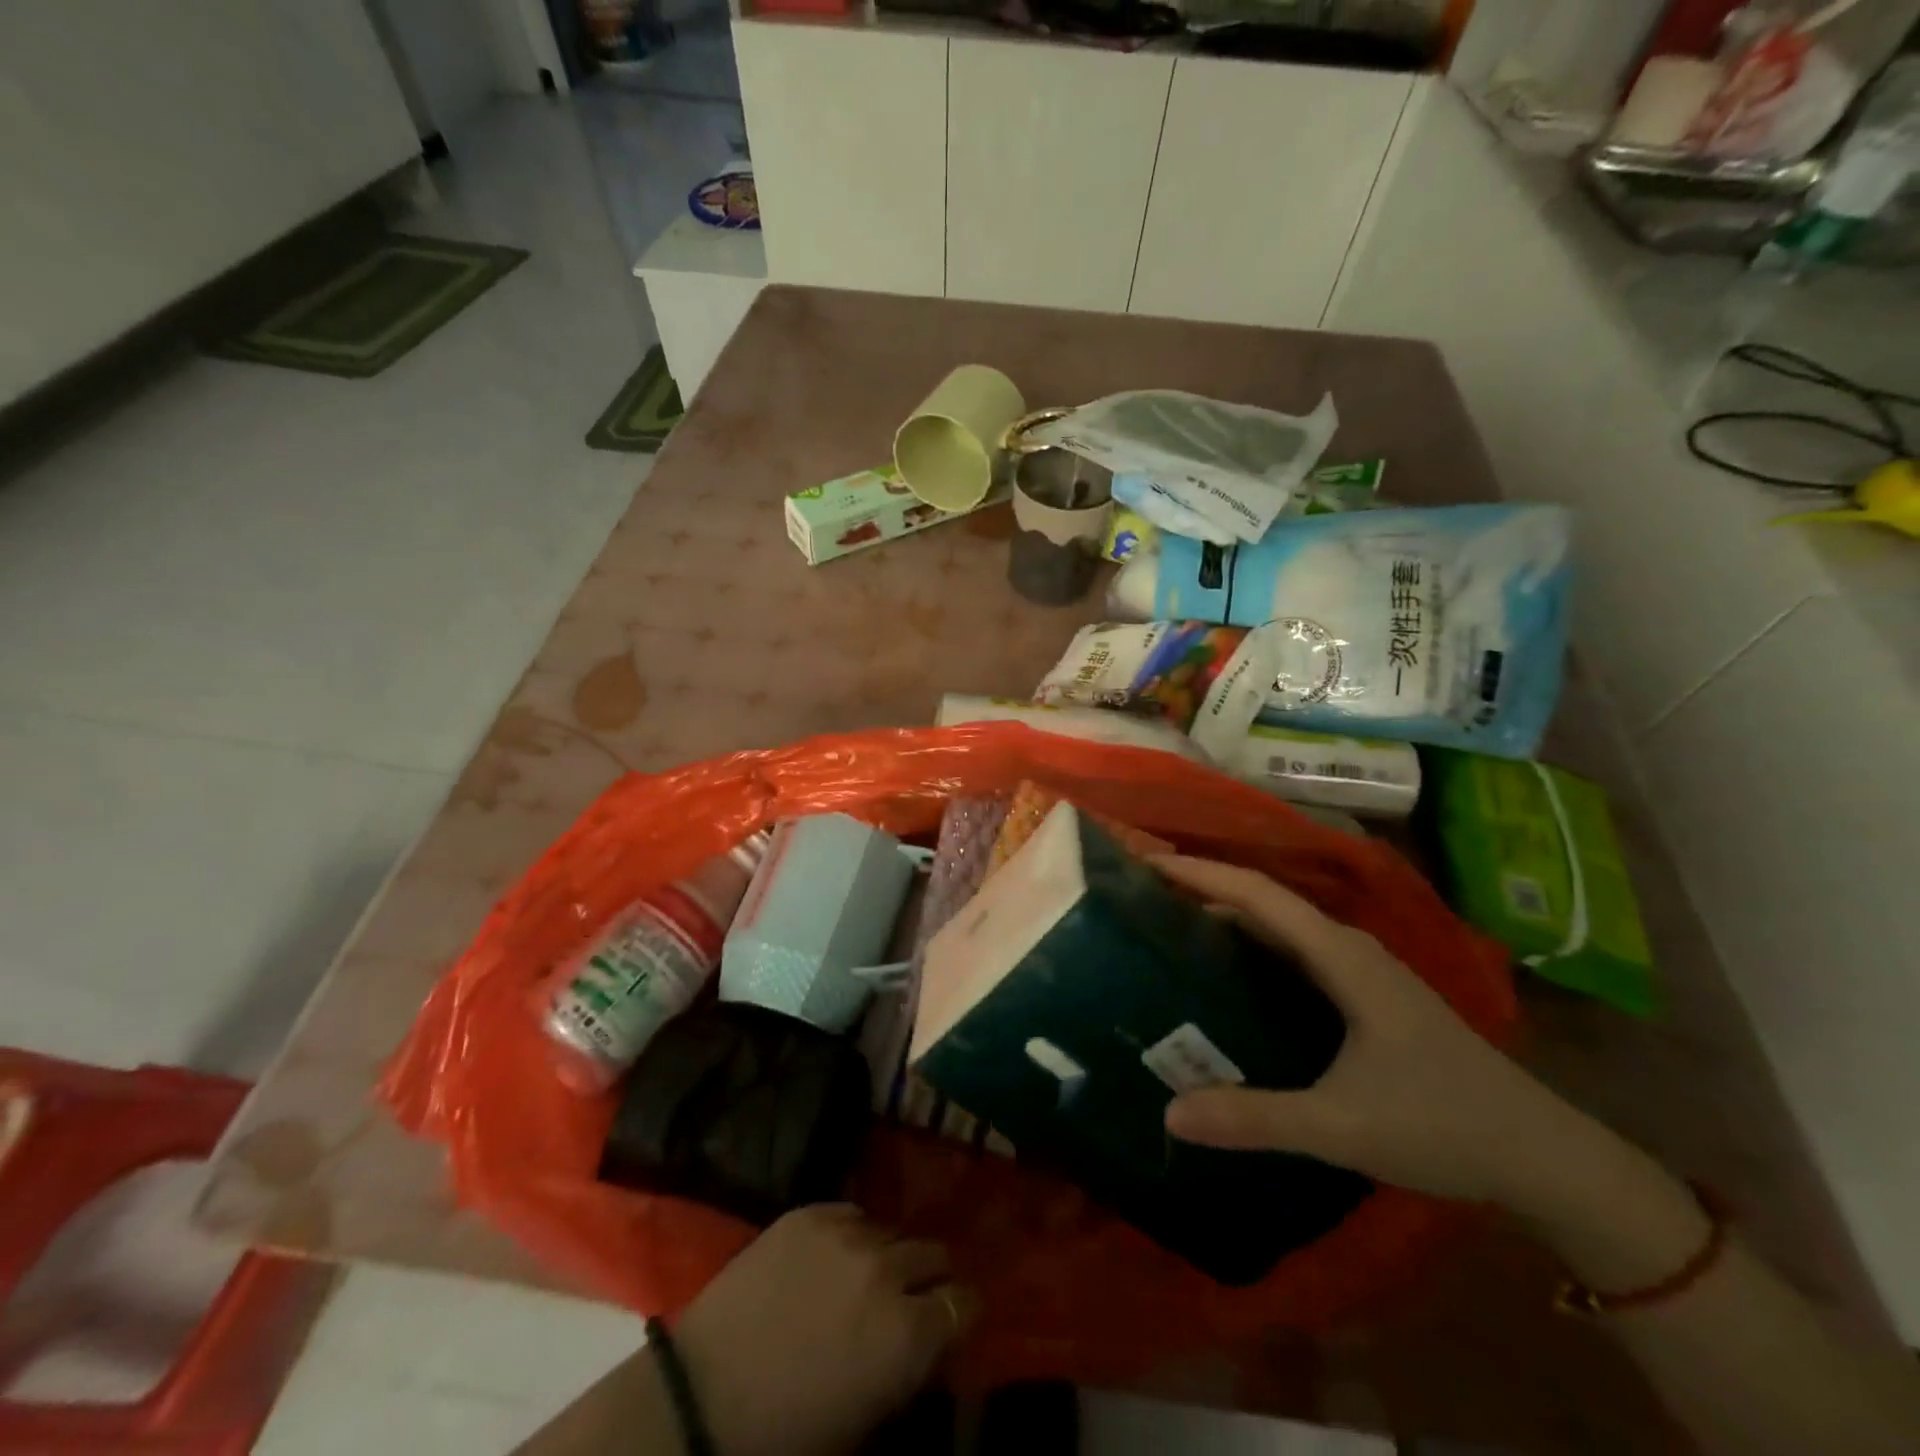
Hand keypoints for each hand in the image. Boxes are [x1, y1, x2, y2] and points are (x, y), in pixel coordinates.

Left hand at [672, 1204, 973, 1455]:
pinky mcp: (809, 1212)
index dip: (961, 1311)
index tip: (952, 1317)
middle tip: (912, 1297)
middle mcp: (886, 1270)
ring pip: (891, 1232)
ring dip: (889, 1255)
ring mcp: (846, 1234)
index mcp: (907, 1333)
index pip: (964, 1303)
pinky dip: (851, 1235)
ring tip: (868, 1276)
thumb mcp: (864, 1420)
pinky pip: (851, 1214)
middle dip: (930, 1277)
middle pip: (933, 1255)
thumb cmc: (785, 1434)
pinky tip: (832, 1258)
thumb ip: (906, 1369)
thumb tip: (927, 1338)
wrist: (700, 1398)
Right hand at [1154, 856, 1711, 1289]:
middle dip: (1203, 888)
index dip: (1199, 873)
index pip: (1256, 895)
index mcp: (1341, 956)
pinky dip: (1251, 947)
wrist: (1543, 1155)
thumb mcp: (1341, 1125)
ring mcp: (1360, 971)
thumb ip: (1255, 1118)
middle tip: (1141, 895)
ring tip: (1169, 925)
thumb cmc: (1443, 1124)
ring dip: (1226, 916)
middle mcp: (1347, 948)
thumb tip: (1169, 1113)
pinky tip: (1226, 976)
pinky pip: (1292, 953)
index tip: (1144, 863)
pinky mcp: (1365, 995)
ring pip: (1279, 926)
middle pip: (1263, 901)